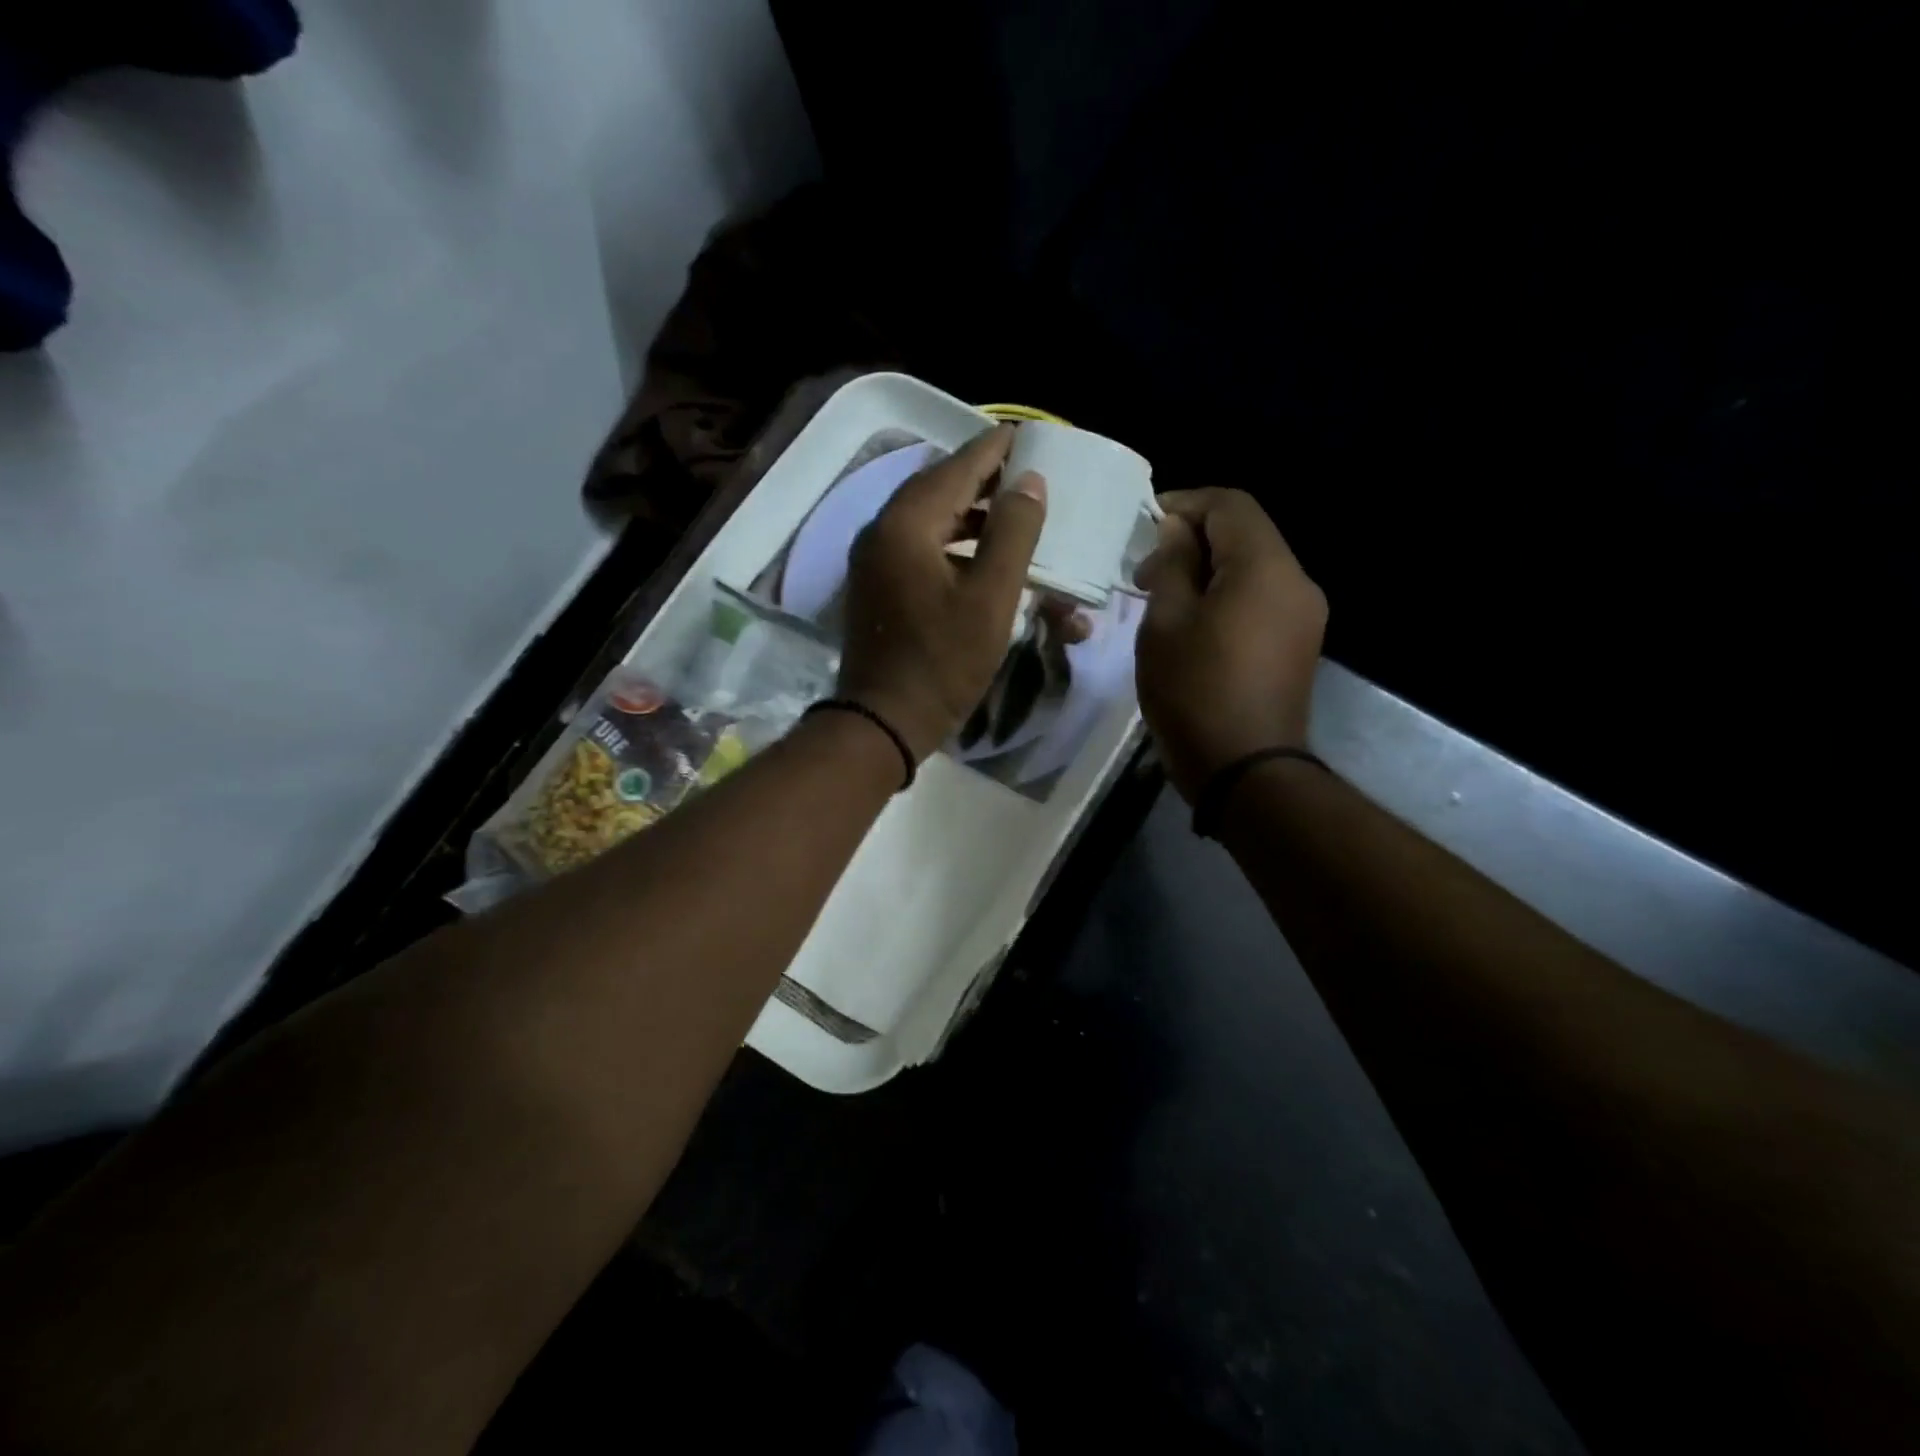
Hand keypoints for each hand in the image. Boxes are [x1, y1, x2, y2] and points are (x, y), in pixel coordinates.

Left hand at [838, 425, 1047, 760]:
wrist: (884, 720)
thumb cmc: (943, 661)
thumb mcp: (991, 597)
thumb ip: (1013, 532)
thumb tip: (1029, 482)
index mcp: (906, 524)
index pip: (956, 468)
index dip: (994, 449)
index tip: (1025, 434)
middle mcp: (881, 531)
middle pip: (937, 488)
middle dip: (982, 479)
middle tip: (1023, 474)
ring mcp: (874, 560)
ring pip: (927, 519)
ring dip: (969, 514)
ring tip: (1010, 513)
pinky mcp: (876, 586)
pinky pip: (918, 546)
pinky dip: (951, 542)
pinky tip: (979, 555)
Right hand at [1135, 488, 1327, 800]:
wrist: (1245, 769)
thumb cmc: (1195, 692)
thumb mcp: (1166, 623)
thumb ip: (1173, 564)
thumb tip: (1177, 529)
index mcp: (1265, 567)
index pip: (1230, 505)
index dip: (1185, 503)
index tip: (1145, 523)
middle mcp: (1297, 580)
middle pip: (1246, 534)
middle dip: (1193, 540)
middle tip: (1146, 571)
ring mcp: (1304, 614)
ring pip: (1253, 568)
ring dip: (1208, 569)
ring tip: (1164, 599)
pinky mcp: (1299, 643)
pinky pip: (1261, 598)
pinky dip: (1227, 595)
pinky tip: (1193, 623)